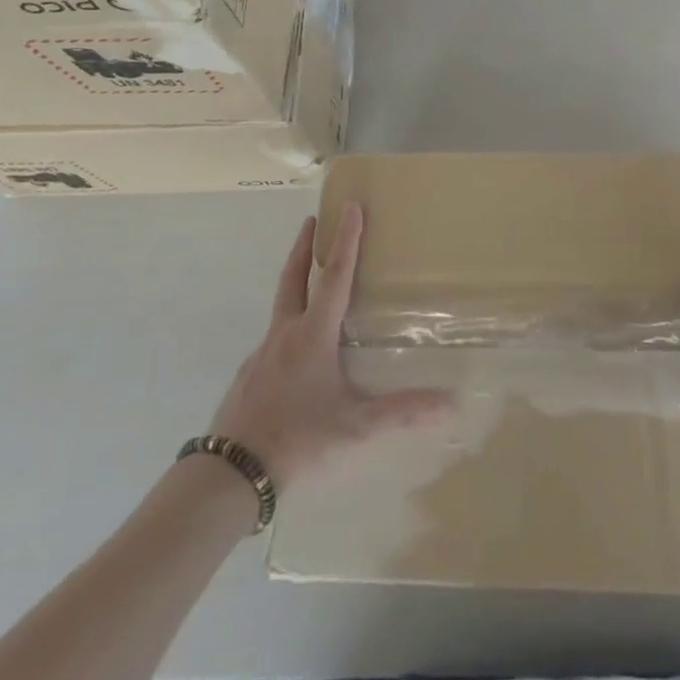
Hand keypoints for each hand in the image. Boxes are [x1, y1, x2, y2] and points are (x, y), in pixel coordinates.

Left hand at [210, 203, 450, 489]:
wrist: (230, 474)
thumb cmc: (298, 439)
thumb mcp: (355, 426)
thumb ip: (401, 412)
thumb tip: (449, 404)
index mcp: (313, 335)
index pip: (336, 276)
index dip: (347, 240)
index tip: (350, 205)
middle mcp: (285, 333)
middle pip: (294, 277)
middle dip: (305, 246)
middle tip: (312, 219)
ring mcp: (262, 353)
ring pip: (281, 305)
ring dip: (295, 280)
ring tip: (309, 278)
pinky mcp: (249, 374)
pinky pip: (273, 337)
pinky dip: (288, 324)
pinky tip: (296, 349)